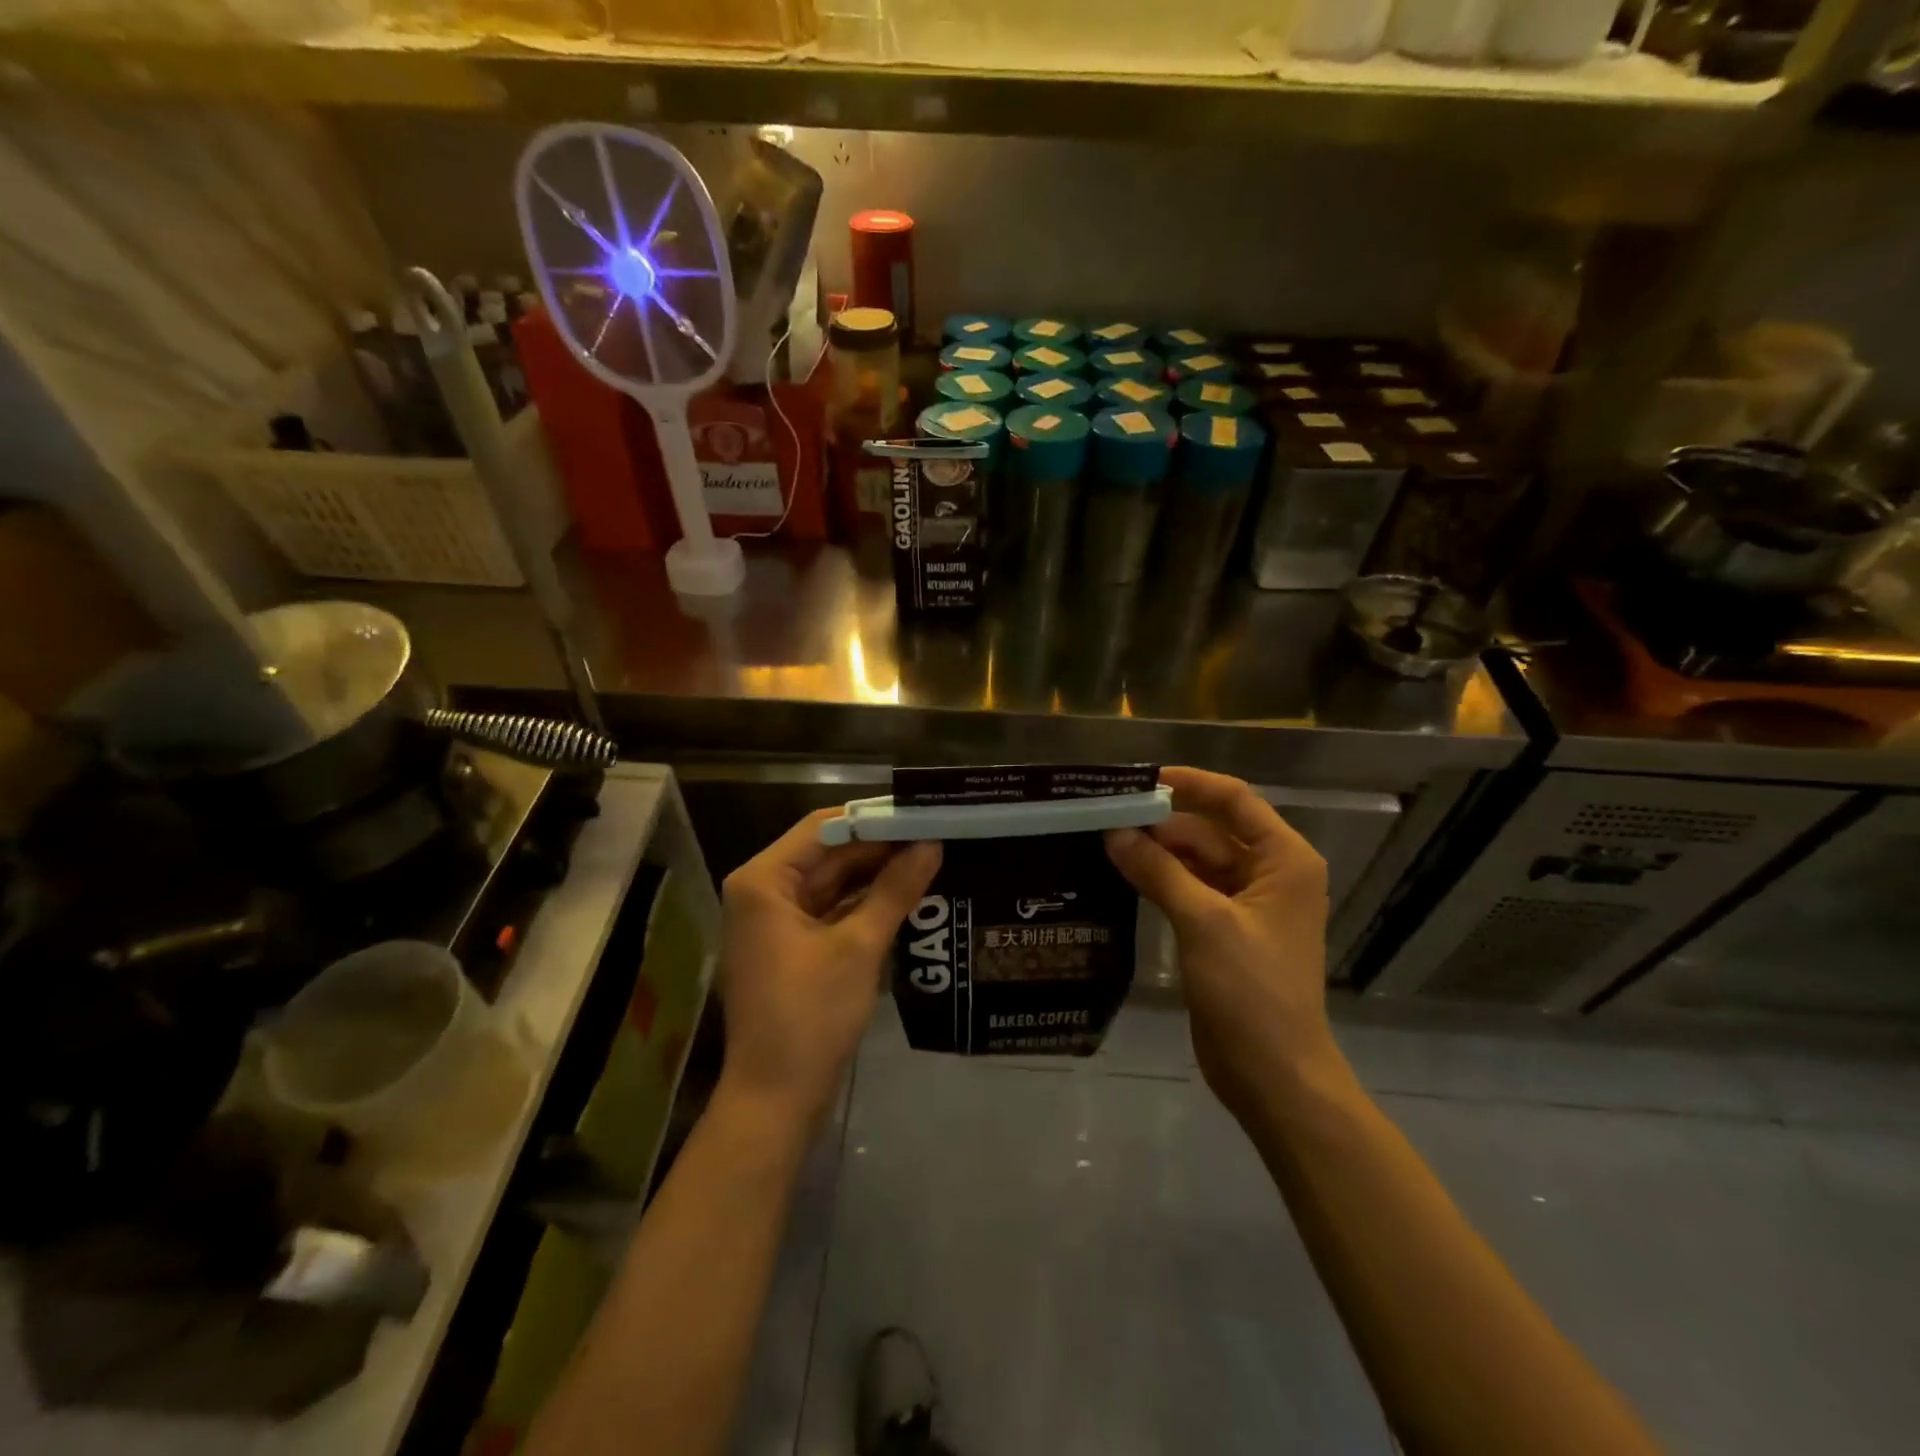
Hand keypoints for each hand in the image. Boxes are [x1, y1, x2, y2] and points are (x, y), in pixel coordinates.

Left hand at [717, 809, 941, 1126]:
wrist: (775, 1099)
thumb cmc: (810, 1015)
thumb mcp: (859, 946)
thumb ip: (895, 889)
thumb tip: (932, 845)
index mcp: (764, 880)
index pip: (824, 827)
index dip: (874, 819)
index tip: (920, 812)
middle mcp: (763, 892)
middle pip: (828, 854)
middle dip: (880, 847)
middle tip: (935, 835)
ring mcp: (776, 922)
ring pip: (832, 883)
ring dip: (876, 875)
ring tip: (930, 858)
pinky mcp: (791, 948)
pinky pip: (831, 911)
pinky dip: (864, 903)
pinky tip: (906, 895)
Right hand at [1106, 767, 1339, 1119]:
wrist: (1273, 1075)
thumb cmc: (1251, 991)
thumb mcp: (1203, 922)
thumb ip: (1158, 871)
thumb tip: (1114, 832)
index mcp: (1283, 860)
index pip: (1234, 800)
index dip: (1189, 784)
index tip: (1138, 779)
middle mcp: (1269, 873)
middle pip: (1209, 831)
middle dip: (1161, 823)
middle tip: (1104, 815)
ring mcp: (1246, 905)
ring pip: (1195, 861)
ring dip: (1156, 853)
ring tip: (1103, 841)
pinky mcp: (1224, 931)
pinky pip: (1189, 890)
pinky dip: (1160, 881)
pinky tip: (1120, 875)